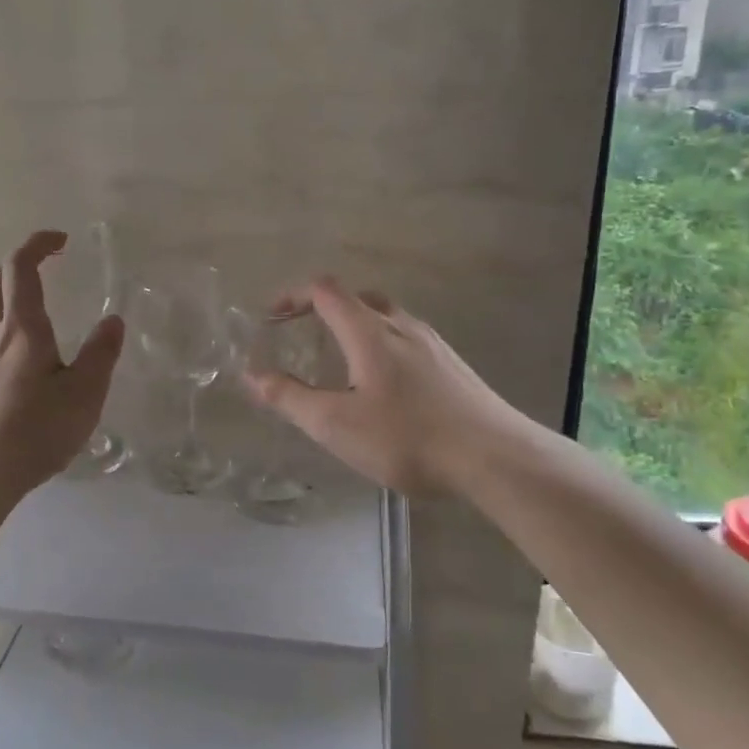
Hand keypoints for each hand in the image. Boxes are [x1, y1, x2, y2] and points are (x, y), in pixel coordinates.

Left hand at [0, 230, 124, 498]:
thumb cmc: (38, 429)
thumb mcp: (85, 392)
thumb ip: (101, 353)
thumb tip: (113, 320)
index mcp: (23, 327)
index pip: (21, 268)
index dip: (38, 245)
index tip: (62, 240)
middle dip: (17, 264)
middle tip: (45, 265)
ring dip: (1, 289)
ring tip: (26, 298)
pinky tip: (11, 343)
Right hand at [244, 278, 522, 498]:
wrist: (496, 458)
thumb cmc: (409, 438)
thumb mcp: (337, 425)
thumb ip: (291, 398)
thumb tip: (251, 375)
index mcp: (369, 330)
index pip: (324, 290)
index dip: (293, 295)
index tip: (271, 317)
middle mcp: (402, 325)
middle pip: (357, 298)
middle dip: (323, 309)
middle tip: (303, 334)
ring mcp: (433, 343)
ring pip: (385, 318)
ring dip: (354, 327)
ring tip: (340, 362)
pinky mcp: (452, 365)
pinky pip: (406, 339)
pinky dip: (380, 345)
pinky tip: (385, 387)